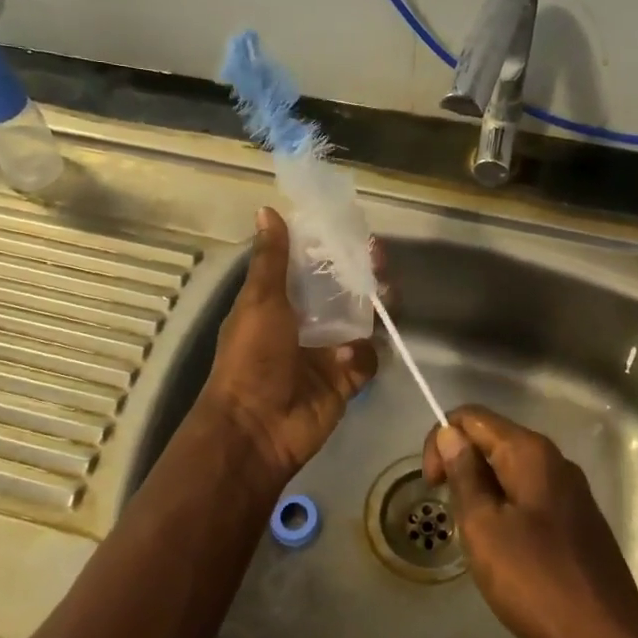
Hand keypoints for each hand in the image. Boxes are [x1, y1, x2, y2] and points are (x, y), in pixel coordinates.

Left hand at [200, 207, 377, 484]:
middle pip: (343, 292)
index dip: (332, 249)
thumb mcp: (260, 301)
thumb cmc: (252, 357)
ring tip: (386, 293)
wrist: (256, 428)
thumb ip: (271, 259)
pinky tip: (352, 355)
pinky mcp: (346, 380)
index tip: (353, 231)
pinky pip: (368, 359)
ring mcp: (328, 353)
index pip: (312, 268)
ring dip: (375, 307)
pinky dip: (364, 355)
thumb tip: (266, 209)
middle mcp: (306, 324)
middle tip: (378, 258)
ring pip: (363, 322)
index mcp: (281, 303)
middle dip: (362, 274)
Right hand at [422, 406, 637, 637]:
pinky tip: (503, 552)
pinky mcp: (576, 520)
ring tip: (476, 538)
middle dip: (461, 468)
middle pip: (492, 440)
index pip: (471, 417)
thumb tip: (450, 433)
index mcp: (530, 452)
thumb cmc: (536, 580)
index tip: (433, 486)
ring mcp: (569, 491)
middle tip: (452, 518)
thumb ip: (465, 474)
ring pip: (509, 472)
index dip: (441, 441)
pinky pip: (528, 498)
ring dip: (482, 493)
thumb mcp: (484, 526)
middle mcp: (553, 460)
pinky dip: (505, 511)